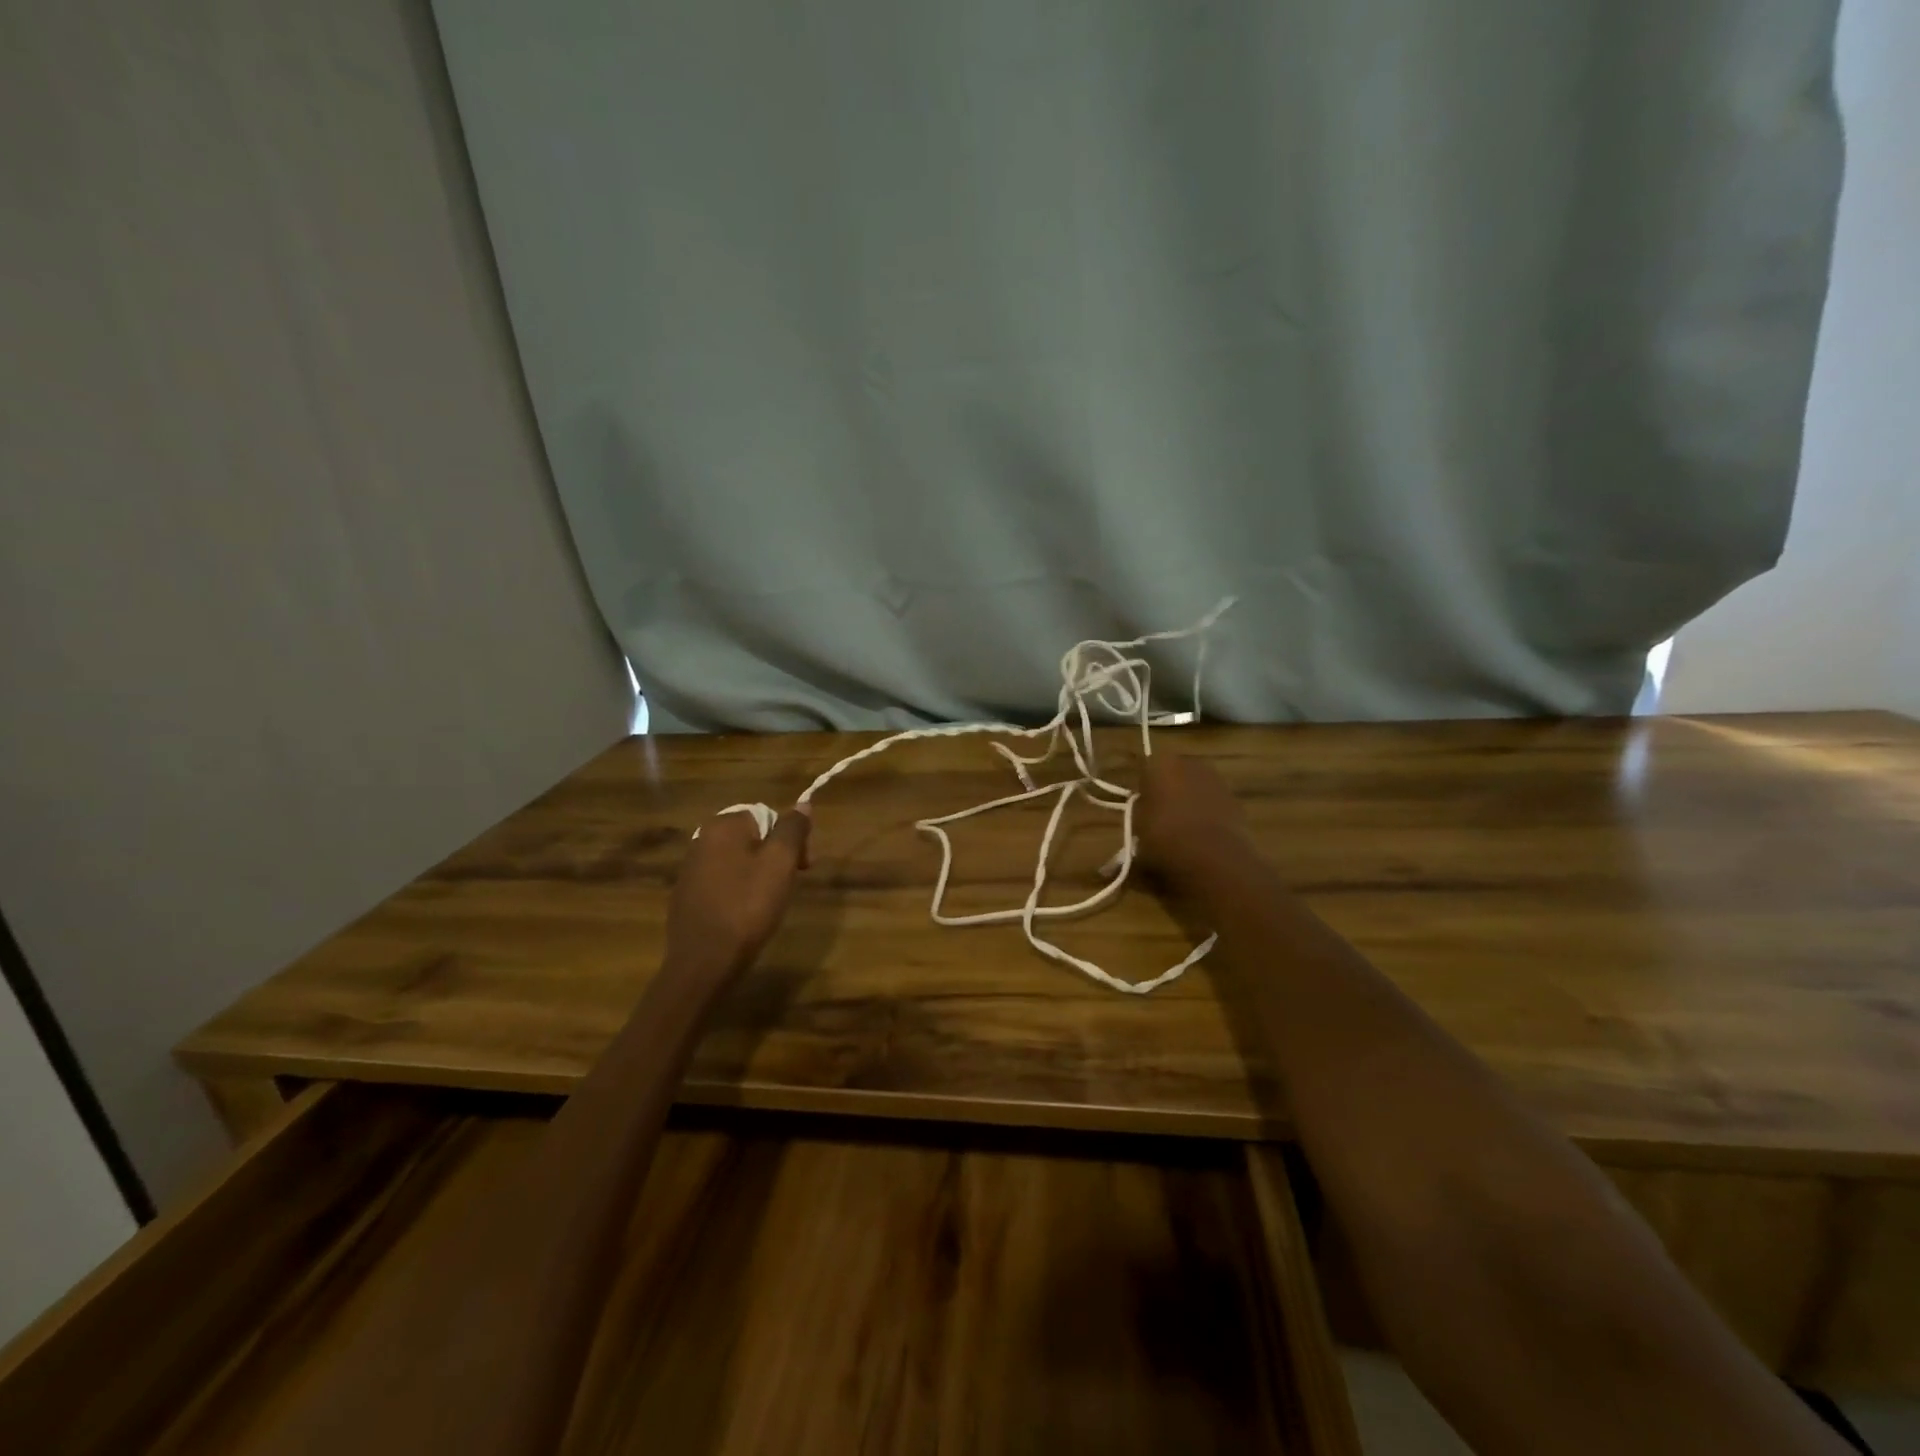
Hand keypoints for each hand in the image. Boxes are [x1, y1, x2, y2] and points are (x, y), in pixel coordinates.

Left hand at [665, 806, 811, 978]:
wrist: (704, 962)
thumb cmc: (747, 907)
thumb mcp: (780, 864)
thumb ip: (792, 830)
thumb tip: (802, 804)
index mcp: (723, 826)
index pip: (768, 816)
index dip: (792, 839)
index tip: (803, 867)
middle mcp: (701, 840)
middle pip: (752, 837)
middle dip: (775, 856)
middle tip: (789, 885)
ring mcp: (690, 869)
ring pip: (737, 860)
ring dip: (758, 874)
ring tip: (769, 902)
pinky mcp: (686, 896)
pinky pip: (722, 881)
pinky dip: (738, 890)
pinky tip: (745, 914)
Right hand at [1134, 749, 1246, 874]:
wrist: (1213, 858)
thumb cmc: (1164, 837)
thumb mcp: (1137, 828)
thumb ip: (1138, 813)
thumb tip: (1142, 811)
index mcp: (1161, 764)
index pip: (1146, 770)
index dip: (1142, 790)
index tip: (1140, 809)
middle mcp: (1190, 764)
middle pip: (1174, 775)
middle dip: (1168, 792)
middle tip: (1159, 818)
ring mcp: (1217, 781)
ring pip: (1196, 788)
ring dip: (1189, 803)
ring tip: (1182, 831)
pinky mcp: (1236, 801)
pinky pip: (1214, 804)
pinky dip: (1208, 815)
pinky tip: (1202, 838)